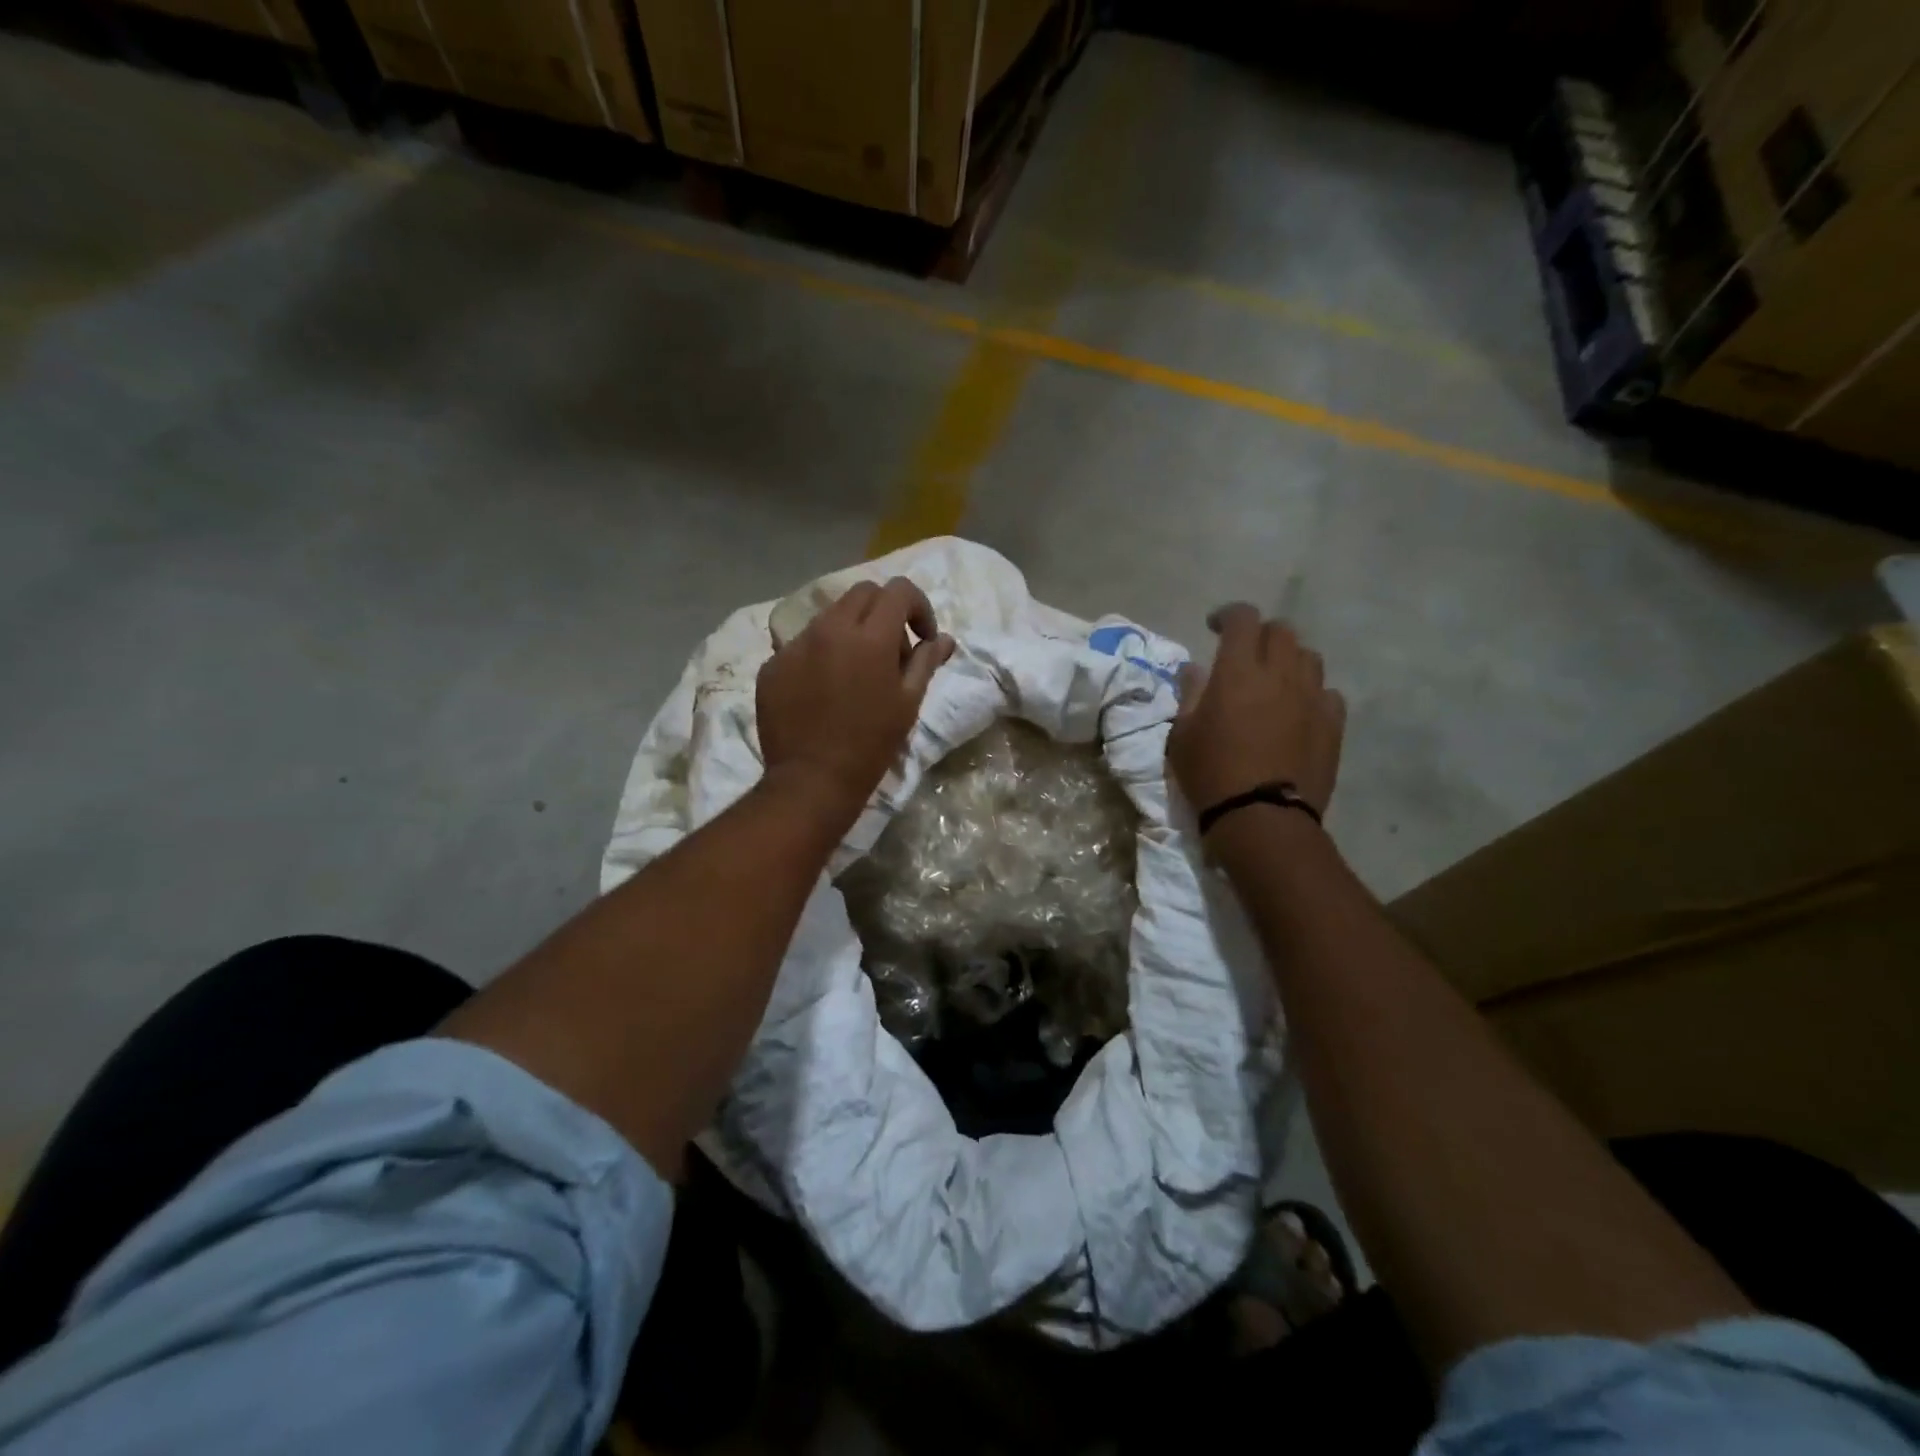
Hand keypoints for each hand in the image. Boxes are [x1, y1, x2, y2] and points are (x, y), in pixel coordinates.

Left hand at [757, 577, 954, 822]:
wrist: (812, 780)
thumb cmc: (871, 744)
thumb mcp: (908, 703)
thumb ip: (926, 662)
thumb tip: (943, 639)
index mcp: (870, 637)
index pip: (899, 590)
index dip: (918, 607)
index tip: (922, 637)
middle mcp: (829, 629)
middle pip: (862, 593)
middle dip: (884, 612)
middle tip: (892, 651)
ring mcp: (796, 645)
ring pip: (829, 616)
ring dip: (851, 631)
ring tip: (856, 671)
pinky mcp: (773, 665)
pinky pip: (802, 644)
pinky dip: (821, 654)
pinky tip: (824, 690)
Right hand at [1167, 604, 1345, 816]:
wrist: (1262, 818)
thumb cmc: (1211, 774)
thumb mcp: (1182, 735)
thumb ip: (1190, 694)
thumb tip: (1195, 669)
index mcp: (1238, 671)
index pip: (1242, 618)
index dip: (1227, 615)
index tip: (1214, 627)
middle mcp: (1281, 674)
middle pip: (1281, 631)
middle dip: (1260, 634)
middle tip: (1245, 654)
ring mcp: (1313, 698)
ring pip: (1309, 657)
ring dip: (1289, 659)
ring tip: (1275, 680)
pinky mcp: (1333, 724)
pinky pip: (1327, 692)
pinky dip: (1311, 692)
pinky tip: (1298, 711)